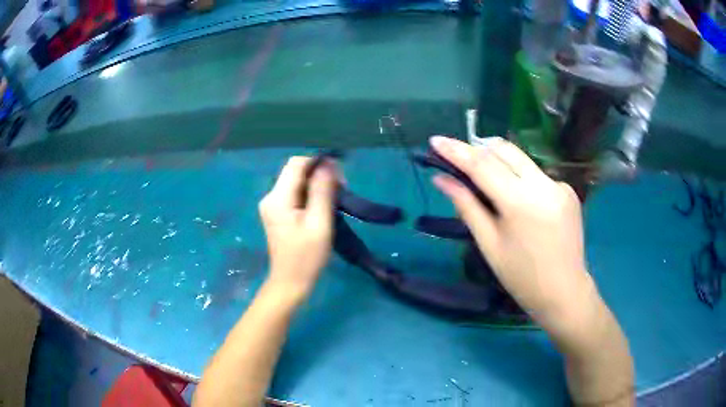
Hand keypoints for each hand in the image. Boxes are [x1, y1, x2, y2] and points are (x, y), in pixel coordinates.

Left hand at [259, 156, 336, 300]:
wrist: (290, 282)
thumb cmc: (307, 257)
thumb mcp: (319, 223)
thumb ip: (322, 191)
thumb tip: (327, 164)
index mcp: (278, 198)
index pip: (297, 164)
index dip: (318, 163)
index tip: (339, 176)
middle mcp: (270, 197)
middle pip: (295, 171)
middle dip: (319, 174)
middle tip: (341, 189)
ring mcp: (272, 205)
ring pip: (296, 182)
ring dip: (316, 184)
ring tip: (335, 198)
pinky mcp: (277, 213)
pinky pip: (294, 193)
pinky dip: (310, 194)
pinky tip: (322, 205)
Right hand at [430, 136, 598, 340]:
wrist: (564, 291)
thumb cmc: (521, 277)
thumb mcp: (489, 244)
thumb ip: (467, 206)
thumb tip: (442, 179)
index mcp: (520, 202)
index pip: (482, 164)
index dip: (456, 150)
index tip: (436, 140)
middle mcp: (543, 184)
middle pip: (504, 150)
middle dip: (478, 149)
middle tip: (460, 160)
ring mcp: (559, 185)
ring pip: (522, 159)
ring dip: (499, 162)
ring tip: (486, 180)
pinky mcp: (568, 190)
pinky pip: (537, 174)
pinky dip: (521, 178)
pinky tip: (519, 200)